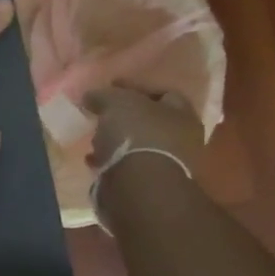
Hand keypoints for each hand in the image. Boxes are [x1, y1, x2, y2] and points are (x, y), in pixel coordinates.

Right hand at [83, 86, 205, 176]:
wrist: (139, 188)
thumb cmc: (136, 135)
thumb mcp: (117, 103)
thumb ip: (104, 94)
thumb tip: (92, 95)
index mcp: (182, 114)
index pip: (163, 92)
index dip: (135, 87)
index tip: (109, 87)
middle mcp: (181, 139)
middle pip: (150, 120)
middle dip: (125, 117)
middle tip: (101, 114)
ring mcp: (167, 165)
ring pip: (138, 145)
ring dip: (117, 141)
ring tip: (95, 139)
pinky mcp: (149, 186)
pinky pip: (127, 167)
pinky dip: (111, 162)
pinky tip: (94, 160)